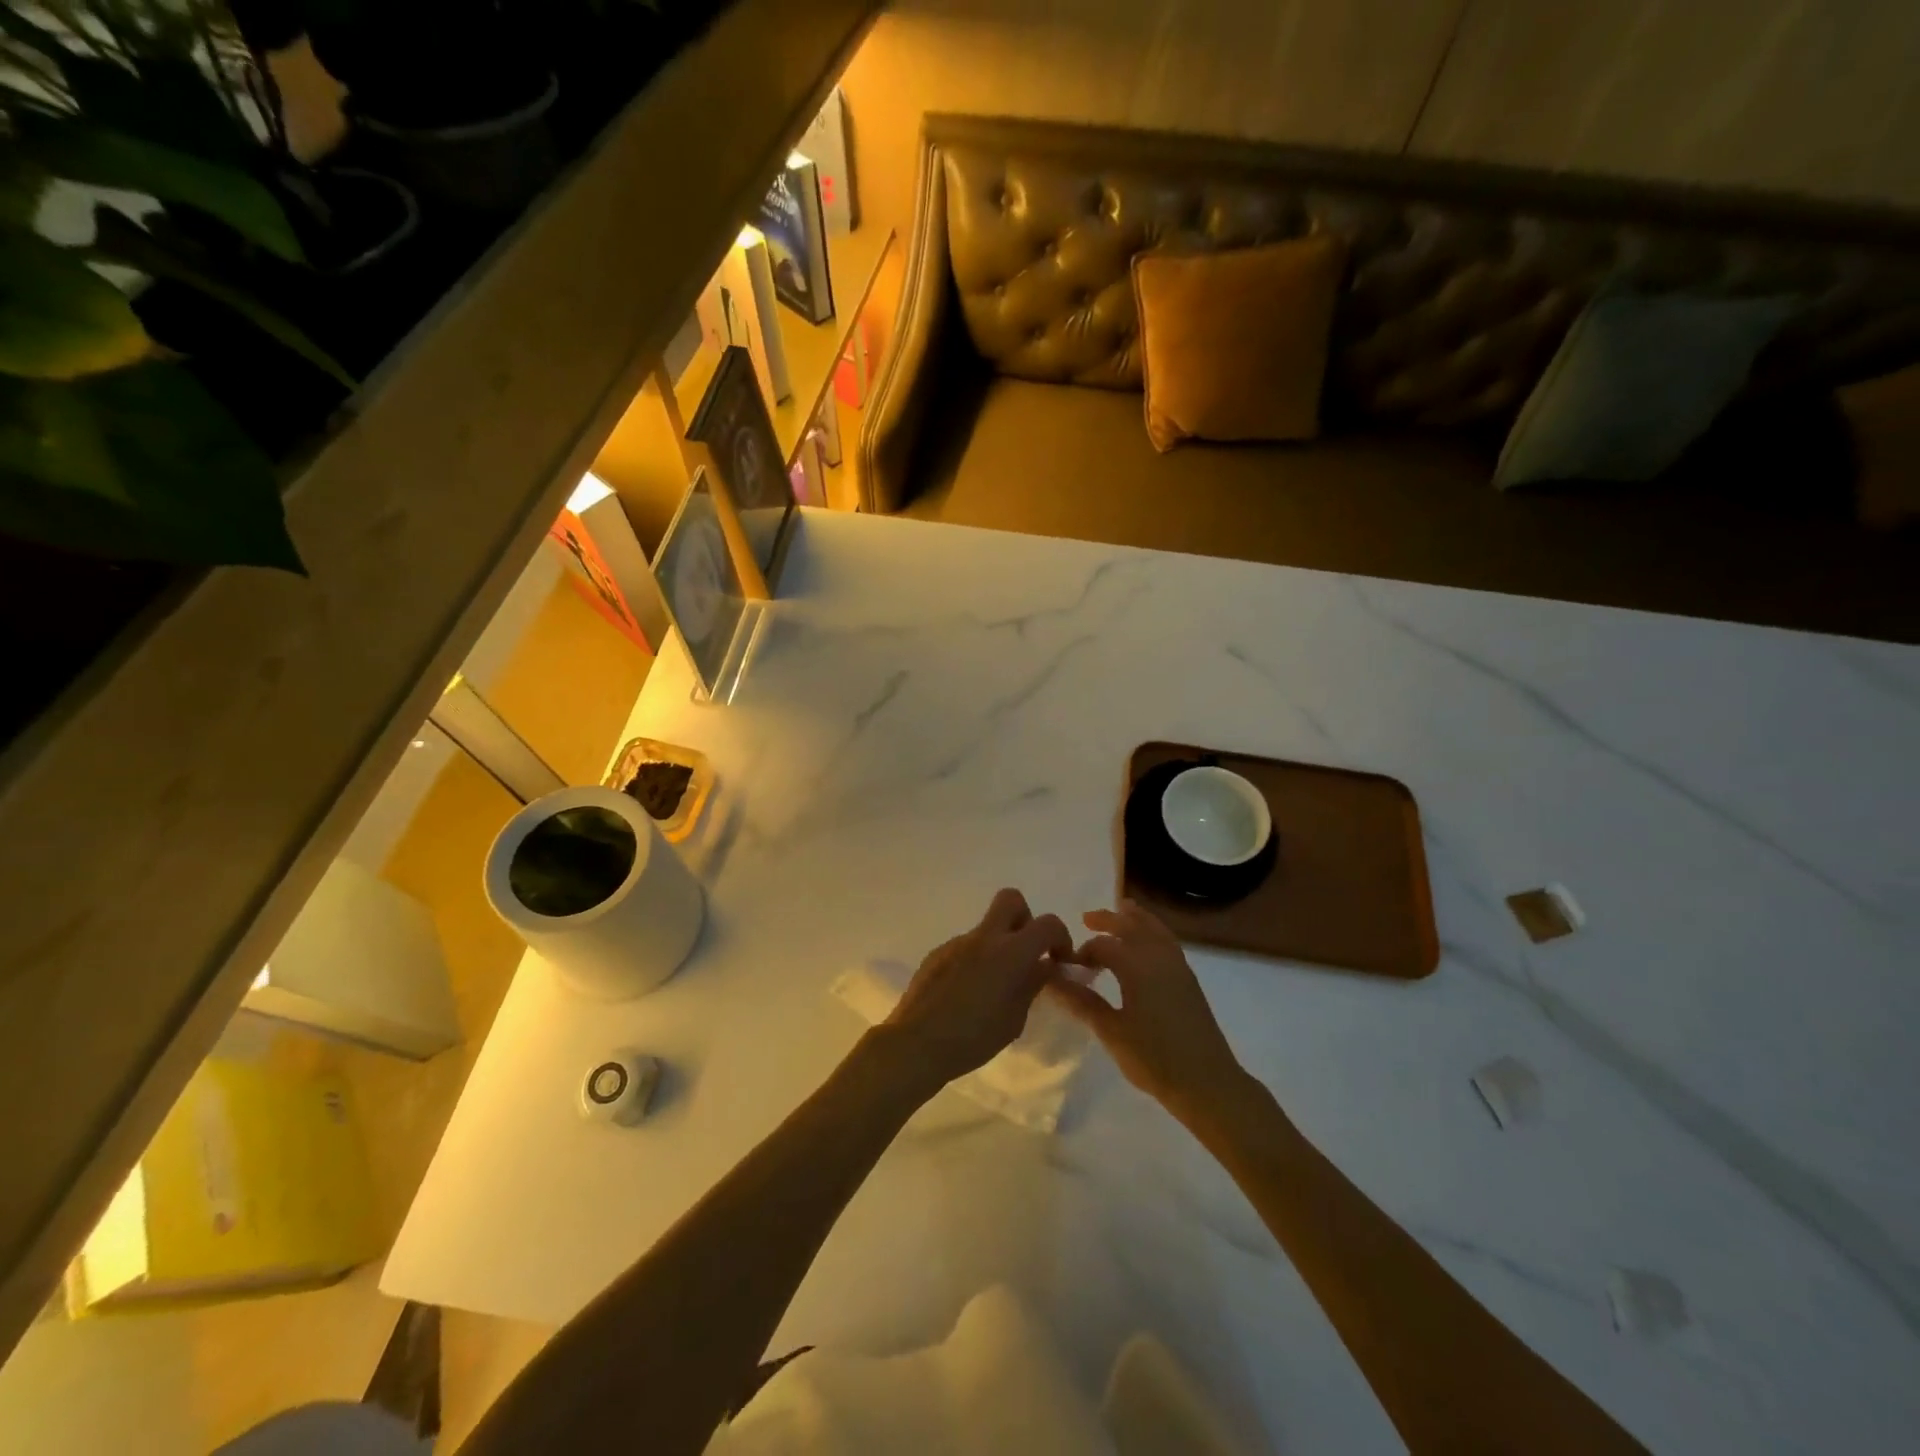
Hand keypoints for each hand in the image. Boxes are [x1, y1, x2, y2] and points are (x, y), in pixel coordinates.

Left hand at [885, 889, 1072, 1089]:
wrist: (916, 1043)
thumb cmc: (973, 1038)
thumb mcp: (1014, 1019)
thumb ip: (1032, 985)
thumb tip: (1043, 966)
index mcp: (1009, 952)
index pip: (1047, 924)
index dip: (1061, 937)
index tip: (1059, 959)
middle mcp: (983, 938)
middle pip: (1011, 900)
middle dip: (1026, 919)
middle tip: (1026, 953)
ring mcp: (956, 943)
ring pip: (986, 929)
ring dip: (998, 946)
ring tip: (992, 988)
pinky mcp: (936, 954)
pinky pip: (965, 947)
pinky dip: (975, 961)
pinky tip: (967, 994)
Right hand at [1047, 901, 1251, 1120]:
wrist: (1207, 1083)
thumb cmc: (1154, 1059)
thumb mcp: (1111, 1031)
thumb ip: (1081, 1002)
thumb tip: (1051, 980)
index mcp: (1137, 966)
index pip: (1103, 945)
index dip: (1082, 952)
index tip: (1068, 966)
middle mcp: (1158, 957)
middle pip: (1131, 926)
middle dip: (1108, 919)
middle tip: (1087, 918)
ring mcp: (1178, 966)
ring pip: (1154, 929)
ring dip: (1135, 918)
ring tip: (1122, 910)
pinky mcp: (1189, 978)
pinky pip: (1167, 940)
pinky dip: (1153, 931)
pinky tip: (1146, 943)